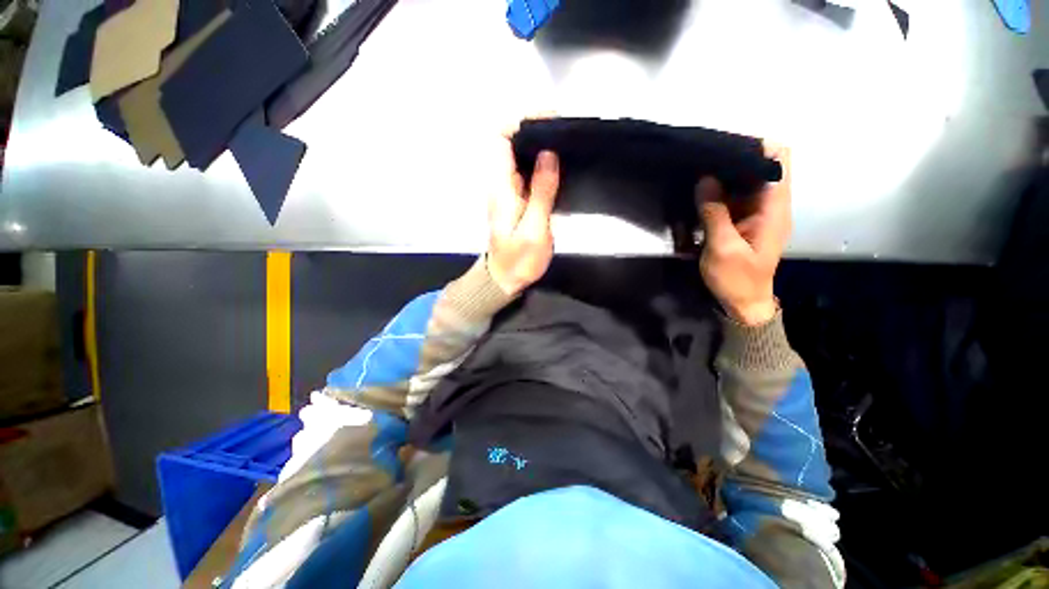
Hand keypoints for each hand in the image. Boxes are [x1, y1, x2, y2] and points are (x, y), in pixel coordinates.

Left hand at [486, 132, 560, 295]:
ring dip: (540, 146)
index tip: (549, 119)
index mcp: (501, 188)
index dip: (521, 122)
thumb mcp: (534, 229)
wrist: (505, 279)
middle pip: (511, 143)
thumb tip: (548, 155)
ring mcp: (508, 191)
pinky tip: (559, 167)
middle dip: (536, 130)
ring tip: (567, 145)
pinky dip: (541, 164)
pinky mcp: (516, 200)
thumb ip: (541, 192)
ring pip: (520, 157)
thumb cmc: (519, 259)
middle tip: (566, 132)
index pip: (501, 140)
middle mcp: (501, 184)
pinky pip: (526, 172)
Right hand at [696, 143, 790, 325]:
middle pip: (761, 167)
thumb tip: (705, 179)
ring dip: (724, 175)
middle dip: (735, 159)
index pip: (779, 161)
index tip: (725, 145)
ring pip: (745, 182)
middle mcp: (771, 205)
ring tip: (698, 170)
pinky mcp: (744, 222)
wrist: (744, 304)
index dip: (758, 147)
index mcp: (775, 208)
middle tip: (703, 158)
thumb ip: (714, 212)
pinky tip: (701, 191)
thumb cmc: (737, 279)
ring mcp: (757, 214)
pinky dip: (719, 192)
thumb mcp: (722, 247)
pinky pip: (734, 198)